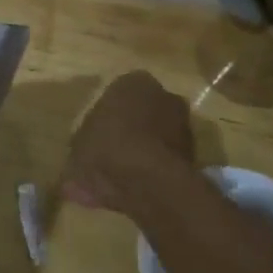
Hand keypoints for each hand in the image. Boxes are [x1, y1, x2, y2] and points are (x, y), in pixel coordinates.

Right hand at [61, 71, 195, 212]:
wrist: (149, 181)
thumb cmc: (106, 148)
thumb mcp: (78, 146)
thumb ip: (82, 147)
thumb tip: (78, 168)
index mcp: (132, 83)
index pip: (117, 94)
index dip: (106, 117)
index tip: (96, 136)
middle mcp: (162, 95)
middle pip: (141, 113)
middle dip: (128, 130)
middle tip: (109, 155)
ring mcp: (182, 123)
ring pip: (155, 136)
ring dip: (142, 152)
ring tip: (121, 178)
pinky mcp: (194, 153)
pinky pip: (164, 159)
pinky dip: (152, 171)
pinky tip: (134, 190)